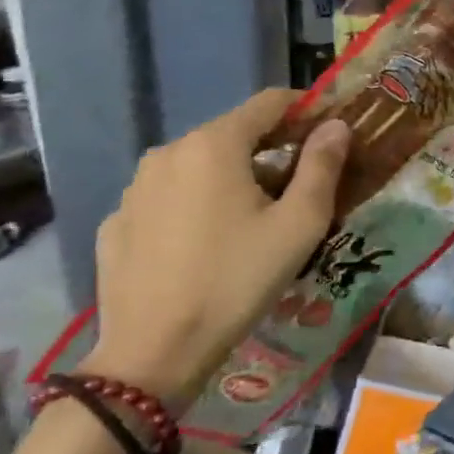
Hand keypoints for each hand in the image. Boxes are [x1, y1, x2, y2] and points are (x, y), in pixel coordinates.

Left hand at [87, 91, 350, 405]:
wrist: (153, 352)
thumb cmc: (238, 279)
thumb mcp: (299, 224)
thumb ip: (322, 165)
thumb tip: (336, 125)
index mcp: (214, 144)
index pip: (270, 102)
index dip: (308, 110)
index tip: (333, 132)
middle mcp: (169, 152)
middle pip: (235, 133)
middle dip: (274, 148)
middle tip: (303, 184)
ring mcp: (135, 187)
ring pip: (200, 165)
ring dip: (235, 176)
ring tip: (257, 218)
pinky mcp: (117, 222)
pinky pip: (170, 197)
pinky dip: (199, 203)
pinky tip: (210, 243)